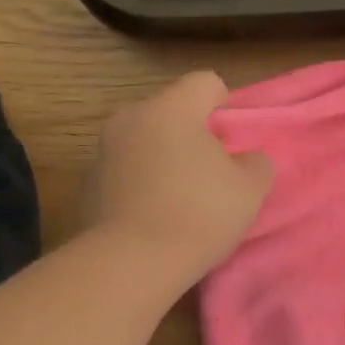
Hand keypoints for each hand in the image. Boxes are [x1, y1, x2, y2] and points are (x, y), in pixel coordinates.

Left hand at [87, 72, 271, 287]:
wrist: (132, 263)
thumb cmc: (200, 212)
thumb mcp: (251, 188)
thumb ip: (257, 163)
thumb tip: (247, 159)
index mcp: (172, 108)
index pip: (205, 82)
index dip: (226, 104)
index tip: (233, 139)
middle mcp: (131, 118)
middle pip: (171, 111)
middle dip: (193, 133)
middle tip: (213, 169)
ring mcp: (103, 150)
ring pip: (145, 141)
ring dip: (164, 157)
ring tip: (183, 196)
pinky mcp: (88, 184)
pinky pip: (126, 171)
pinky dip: (142, 183)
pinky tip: (156, 216)